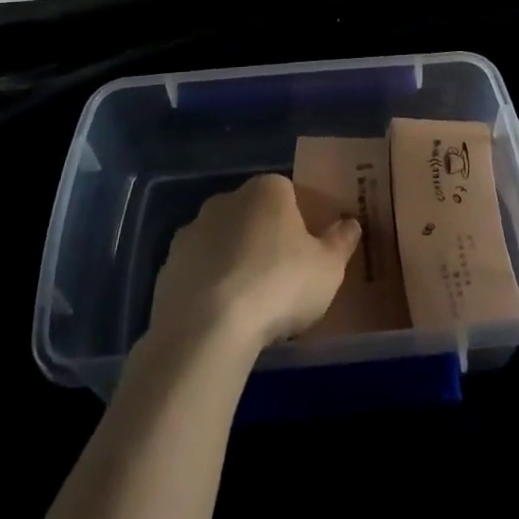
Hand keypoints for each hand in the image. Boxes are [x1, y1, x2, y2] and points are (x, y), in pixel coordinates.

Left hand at [148, 174, 360, 352]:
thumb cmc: (279, 286)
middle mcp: (226, 199)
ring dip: (233, 261)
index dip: (299, 221)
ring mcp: (191, 231)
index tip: (306, 253)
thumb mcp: (328, 268)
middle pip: (252, 214)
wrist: (207, 328)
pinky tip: (220, 316)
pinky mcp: (167, 266)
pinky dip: (208, 286)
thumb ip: (341, 241)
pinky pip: (197, 271)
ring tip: (249, 303)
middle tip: (280, 278)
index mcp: (267, 190)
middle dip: (264, 238)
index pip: (288, 193)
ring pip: (222, 241)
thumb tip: (351, 223)